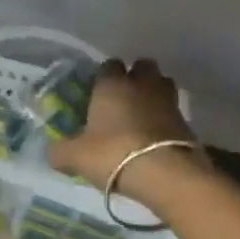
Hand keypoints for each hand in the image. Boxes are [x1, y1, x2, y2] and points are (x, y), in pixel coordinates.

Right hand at [48, 58, 205, 201]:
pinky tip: (155, 137)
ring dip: (154, 94)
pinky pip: (173, 112)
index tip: (97, 93)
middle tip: (124, 98)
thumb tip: (52, 152)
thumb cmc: (113, 154)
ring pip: (162, 84)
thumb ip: (60, 151)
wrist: (166, 173)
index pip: (108, 65)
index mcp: (112, 84)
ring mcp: (168, 100)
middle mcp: (142, 84)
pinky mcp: (186, 121)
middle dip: (135, 77)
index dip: (103, 77)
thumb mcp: (75, 157)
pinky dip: (166, 119)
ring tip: (142, 115)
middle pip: (143, 66)